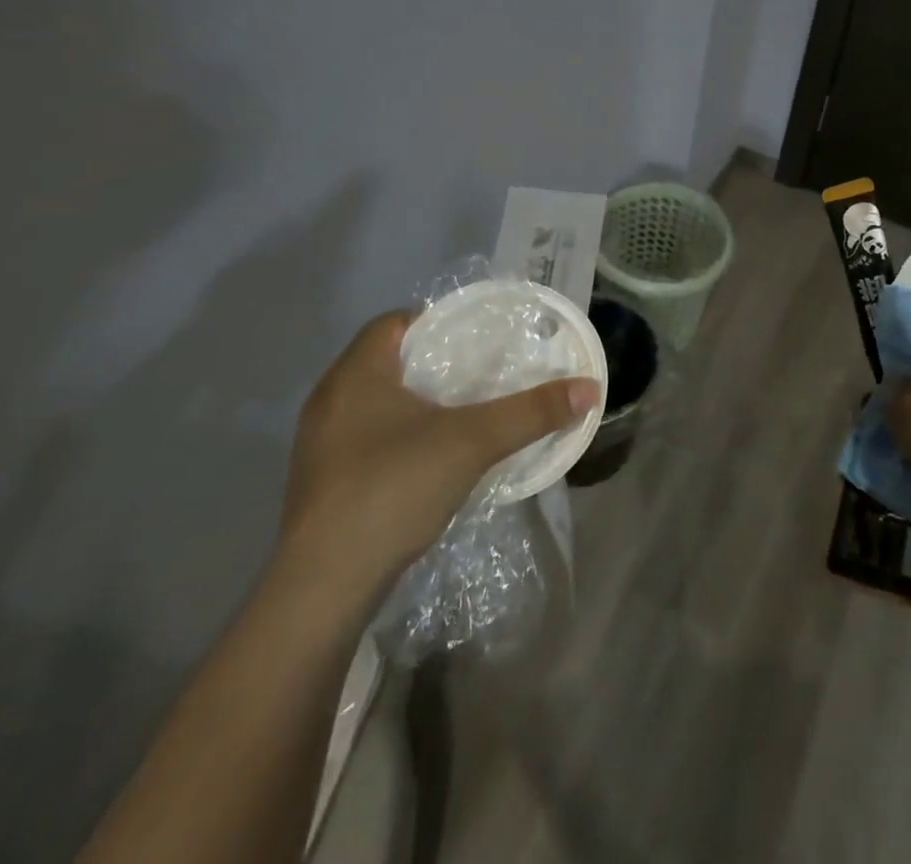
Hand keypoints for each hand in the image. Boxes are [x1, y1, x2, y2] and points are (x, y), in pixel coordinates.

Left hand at [272, 311, 600, 617]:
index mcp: (355, 374)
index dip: (436, 321)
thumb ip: (530, 412)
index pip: (394, 322)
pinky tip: (433, 458)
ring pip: (377, 403)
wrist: (323, 588)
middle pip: (388, 361)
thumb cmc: (392, 489)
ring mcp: (321, 445)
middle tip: (482, 371)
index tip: (477, 337)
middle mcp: (330, 400)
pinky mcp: (323, 482)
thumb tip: (589, 388)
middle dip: (435, 363)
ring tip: (466, 412)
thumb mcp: (472, 442)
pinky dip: (401, 436)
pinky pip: (368, 439)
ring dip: (418, 402)